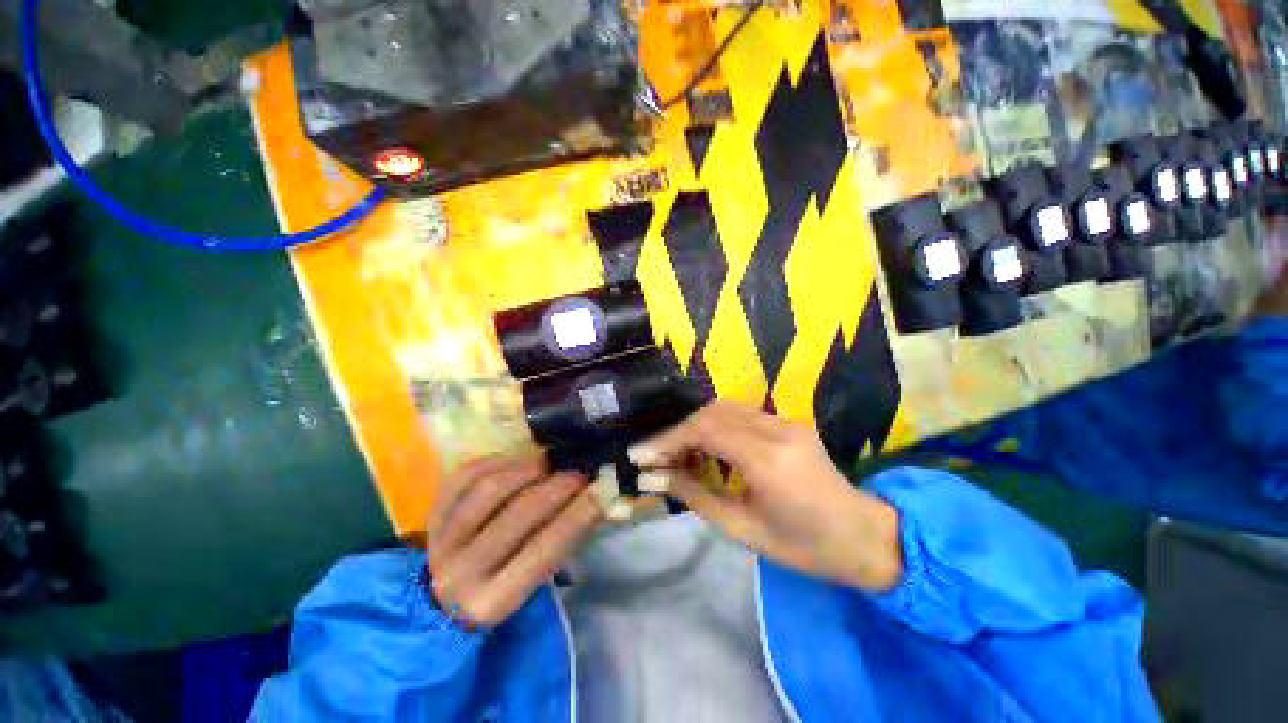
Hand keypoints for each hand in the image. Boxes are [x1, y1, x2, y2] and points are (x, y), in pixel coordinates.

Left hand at [426, 454, 603, 627]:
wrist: (438, 603)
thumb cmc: (500, 590)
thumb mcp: (530, 584)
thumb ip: (558, 544)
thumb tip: (594, 498)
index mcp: (492, 600)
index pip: (544, 550)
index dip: (578, 515)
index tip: (602, 488)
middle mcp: (461, 572)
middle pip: (518, 515)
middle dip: (557, 487)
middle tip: (577, 474)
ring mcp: (441, 541)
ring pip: (489, 490)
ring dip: (526, 470)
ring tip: (546, 464)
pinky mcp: (431, 515)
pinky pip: (463, 477)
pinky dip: (494, 462)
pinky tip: (515, 460)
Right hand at [630, 402, 902, 591]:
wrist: (864, 537)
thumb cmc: (805, 547)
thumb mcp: (744, 530)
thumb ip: (696, 496)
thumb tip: (656, 478)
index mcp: (767, 459)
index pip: (705, 430)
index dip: (668, 439)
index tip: (641, 456)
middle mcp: (776, 429)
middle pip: (712, 412)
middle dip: (678, 432)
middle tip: (657, 456)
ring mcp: (786, 421)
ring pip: (725, 408)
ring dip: (696, 425)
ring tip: (677, 453)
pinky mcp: (789, 422)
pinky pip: (742, 414)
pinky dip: (716, 426)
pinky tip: (707, 448)